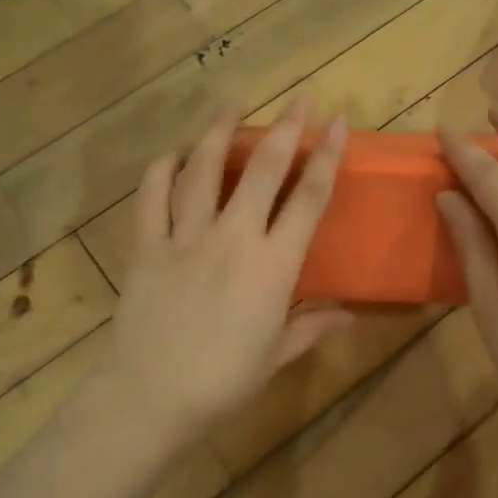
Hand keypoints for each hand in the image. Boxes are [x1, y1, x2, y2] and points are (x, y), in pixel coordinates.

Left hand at [96, 101, 353, 451]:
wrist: (150, 397)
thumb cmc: (222, 383)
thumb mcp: (275, 356)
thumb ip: (312, 328)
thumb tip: (350, 315)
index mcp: (273, 266)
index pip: (308, 199)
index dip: (326, 157)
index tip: (337, 123)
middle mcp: (232, 238)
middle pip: (262, 170)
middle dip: (285, 129)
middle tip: (300, 99)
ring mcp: (185, 237)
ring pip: (203, 169)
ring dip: (219, 132)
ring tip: (232, 105)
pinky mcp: (147, 246)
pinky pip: (152, 196)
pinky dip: (162, 169)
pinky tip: (172, 153)